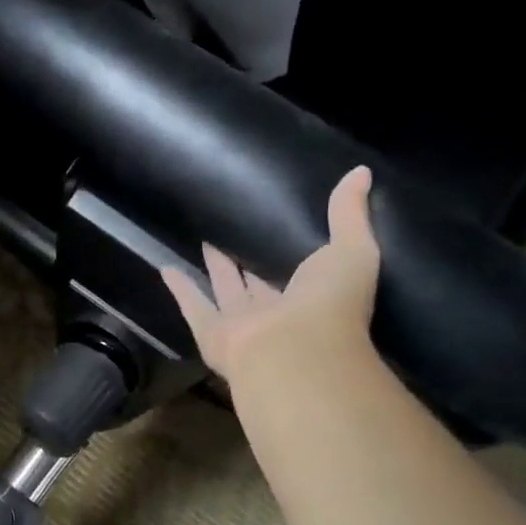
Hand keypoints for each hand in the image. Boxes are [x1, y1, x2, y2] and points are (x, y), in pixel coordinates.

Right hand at [160, 165, 380, 379]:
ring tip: (203, 244)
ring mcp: (242, 327)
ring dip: (214, 270)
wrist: (297, 352)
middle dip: (247, 263)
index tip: (275, 229)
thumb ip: (350, 215)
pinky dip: (180, 290)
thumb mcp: (352, 249)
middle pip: (257, 284)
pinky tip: (165, 268)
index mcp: (312, 299)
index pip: (298, 273)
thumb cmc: (330, 303)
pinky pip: (194, 307)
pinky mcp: (213, 334)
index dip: (286, 253)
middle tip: (233, 235)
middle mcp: (276, 315)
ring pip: (225, 293)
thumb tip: (360, 171)